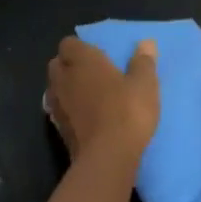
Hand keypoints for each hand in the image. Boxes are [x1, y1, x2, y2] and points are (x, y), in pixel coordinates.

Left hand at [47, 36, 159, 164]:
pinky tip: (84, 118)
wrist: (107, 159)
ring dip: (66, 89)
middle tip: (91, 73)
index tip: (96, 54)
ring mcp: (57, 105)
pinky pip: (58, 111)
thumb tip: (146, 43)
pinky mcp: (57, 130)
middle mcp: (64, 78)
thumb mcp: (144, 83)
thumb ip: (143, 61)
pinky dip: (67, 111)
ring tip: (87, 96)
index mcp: (82, 60)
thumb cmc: (126, 111)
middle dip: (68, 66)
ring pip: (54, 88)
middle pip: (56, 64)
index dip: (79, 47)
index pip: (68, 43)